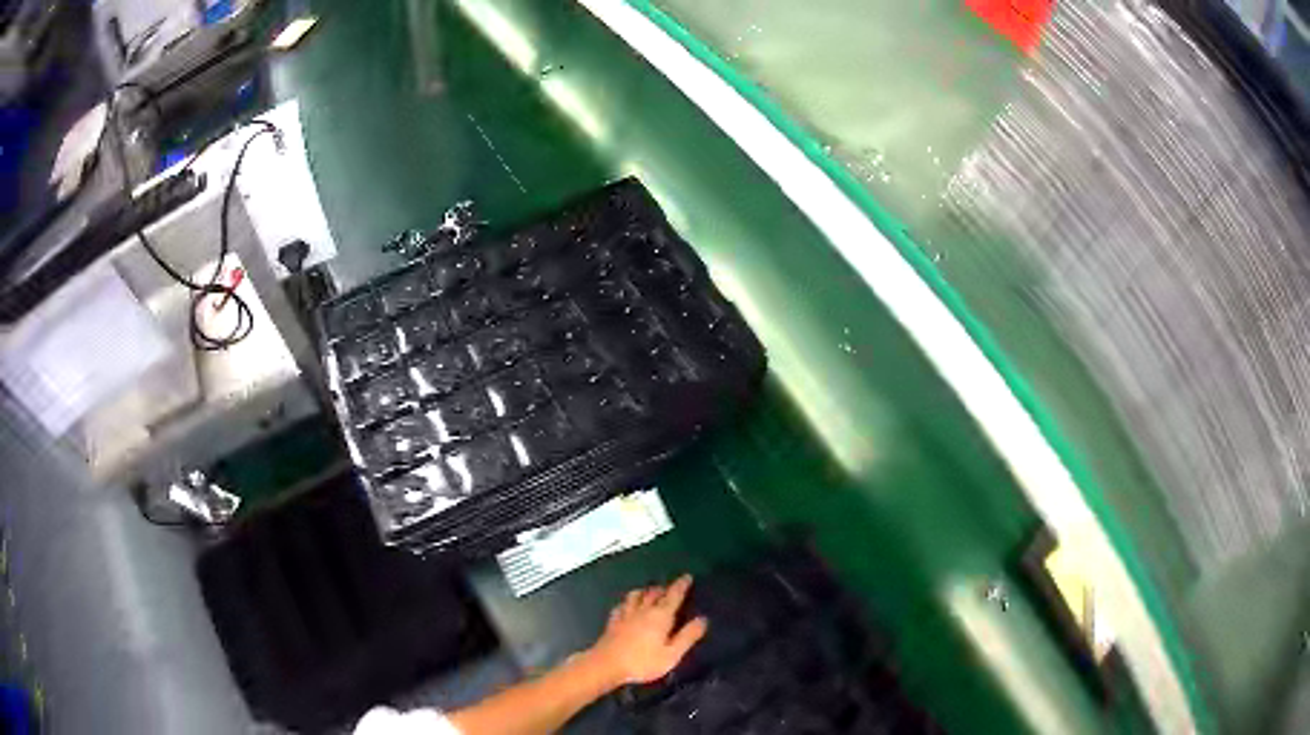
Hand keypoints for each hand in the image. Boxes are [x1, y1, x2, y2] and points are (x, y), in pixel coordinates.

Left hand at [586, 574, 707, 686]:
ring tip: (649, 593)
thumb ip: (687, 636)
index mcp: (660, 616)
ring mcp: (625, 614)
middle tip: (670, 588)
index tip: (687, 576)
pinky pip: (621, 605)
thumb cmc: (643, 662)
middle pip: (654, 593)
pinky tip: (627, 606)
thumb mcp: (672, 654)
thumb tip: (703, 619)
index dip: (681, 585)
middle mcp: (643, 610)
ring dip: (645, 591)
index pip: (673, 595)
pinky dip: (627, 602)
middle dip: (663, 588)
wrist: (606, 665)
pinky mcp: (613, 621)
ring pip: (636, 595)